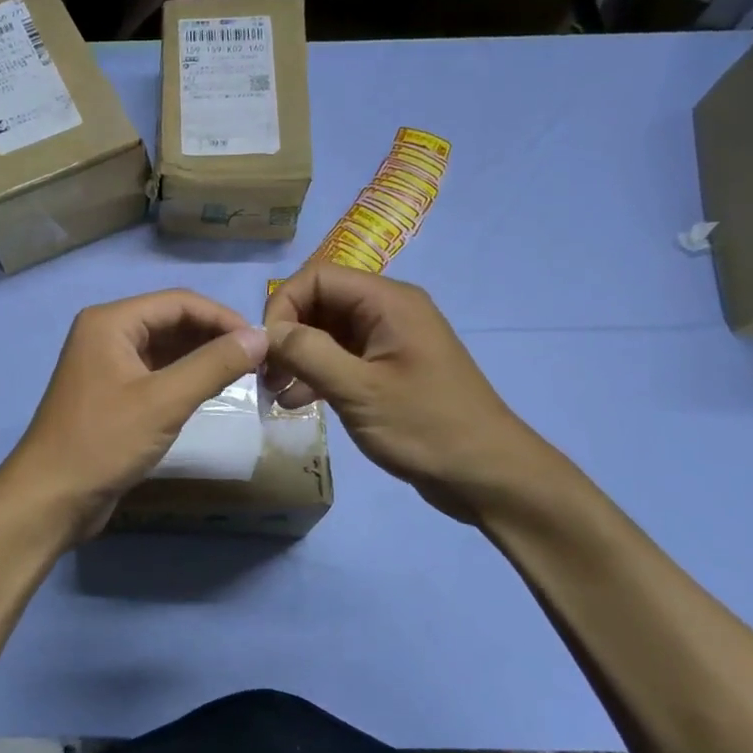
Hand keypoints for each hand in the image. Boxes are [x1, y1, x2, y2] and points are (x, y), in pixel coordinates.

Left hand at [5, 290, 268, 543]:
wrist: (51, 498)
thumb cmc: (103, 442)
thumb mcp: (164, 402)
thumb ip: (213, 365)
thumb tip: (262, 337)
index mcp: (110, 322)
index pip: (178, 302)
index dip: (223, 317)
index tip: (262, 341)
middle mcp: (106, 334)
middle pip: (171, 321)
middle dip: (213, 336)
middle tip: (258, 359)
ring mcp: (107, 364)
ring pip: (165, 348)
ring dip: (201, 357)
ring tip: (243, 373)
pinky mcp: (112, 393)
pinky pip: (156, 372)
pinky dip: (184, 377)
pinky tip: (211, 389)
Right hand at [263, 263, 547, 520]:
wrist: (486, 475)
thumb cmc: (425, 426)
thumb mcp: (359, 390)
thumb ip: (308, 353)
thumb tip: (267, 332)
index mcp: (387, 302)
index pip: (317, 277)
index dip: (283, 305)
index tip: (266, 349)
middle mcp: (388, 311)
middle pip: (320, 303)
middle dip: (288, 334)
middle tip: (265, 374)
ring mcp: (389, 342)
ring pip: (327, 333)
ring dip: (297, 357)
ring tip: (274, 392)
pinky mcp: (388, 370)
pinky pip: (342, 358)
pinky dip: (316, 374)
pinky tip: (295, 403)